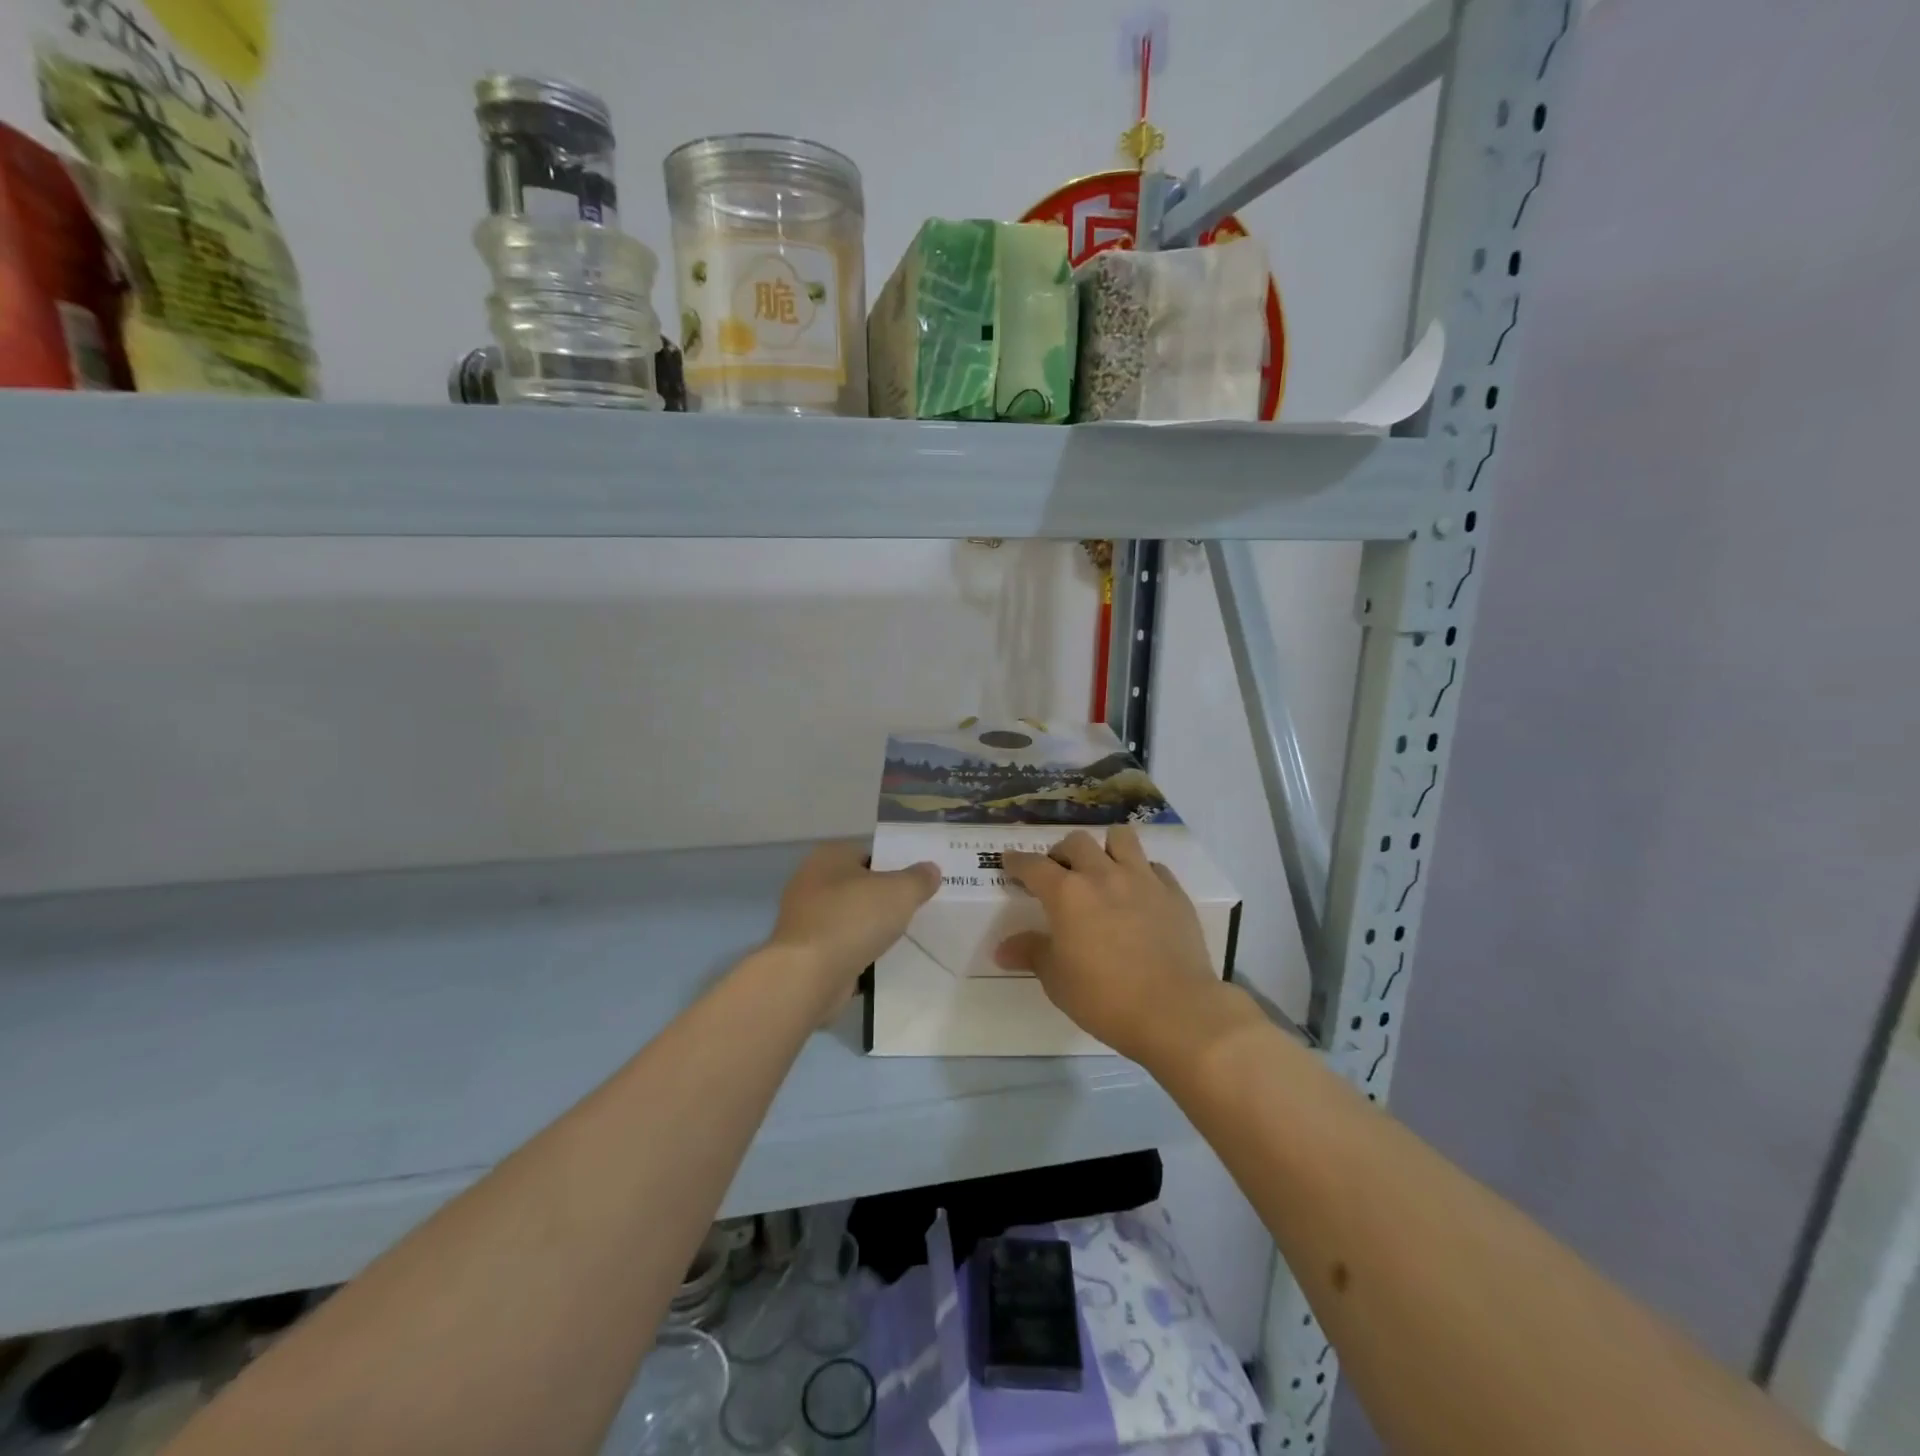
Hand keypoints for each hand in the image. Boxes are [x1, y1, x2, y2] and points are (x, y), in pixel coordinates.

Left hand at [767, 841, 938, 1016]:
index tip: (917, 886)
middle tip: (914, 911)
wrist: (808, 976)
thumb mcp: (900, 892)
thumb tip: (930, 870)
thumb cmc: (853, 920)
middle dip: (884, 899)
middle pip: (859, 886)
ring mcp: (804, 918)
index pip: (869, 854)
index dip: (895, 867)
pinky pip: (840, 945)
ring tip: (901, 938)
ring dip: (870, 928)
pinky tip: (879, 962)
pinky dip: (857, 951)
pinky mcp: (805, 951)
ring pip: (850, 917)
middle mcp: (811, 881)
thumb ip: (919, 878)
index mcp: (829, 856)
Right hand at [998, 826, 1235, 1065]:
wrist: (1177, 1012)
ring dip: (1105, 848)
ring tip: (1103, 870)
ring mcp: (1142, 880)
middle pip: (1076, 842)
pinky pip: (1154, 867)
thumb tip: (1003, 949)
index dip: (1017, 861)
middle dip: (1062, 853)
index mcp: (1067, 894)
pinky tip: (1140, 895)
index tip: (1010, 862)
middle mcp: (1103, 875)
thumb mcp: (1057, 981)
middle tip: (1060, 875)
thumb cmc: (1106, 998)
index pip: (1033, 865)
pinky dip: (1141, 873)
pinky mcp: (1174, 893)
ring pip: (1121, 838)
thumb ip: (1032, 954)